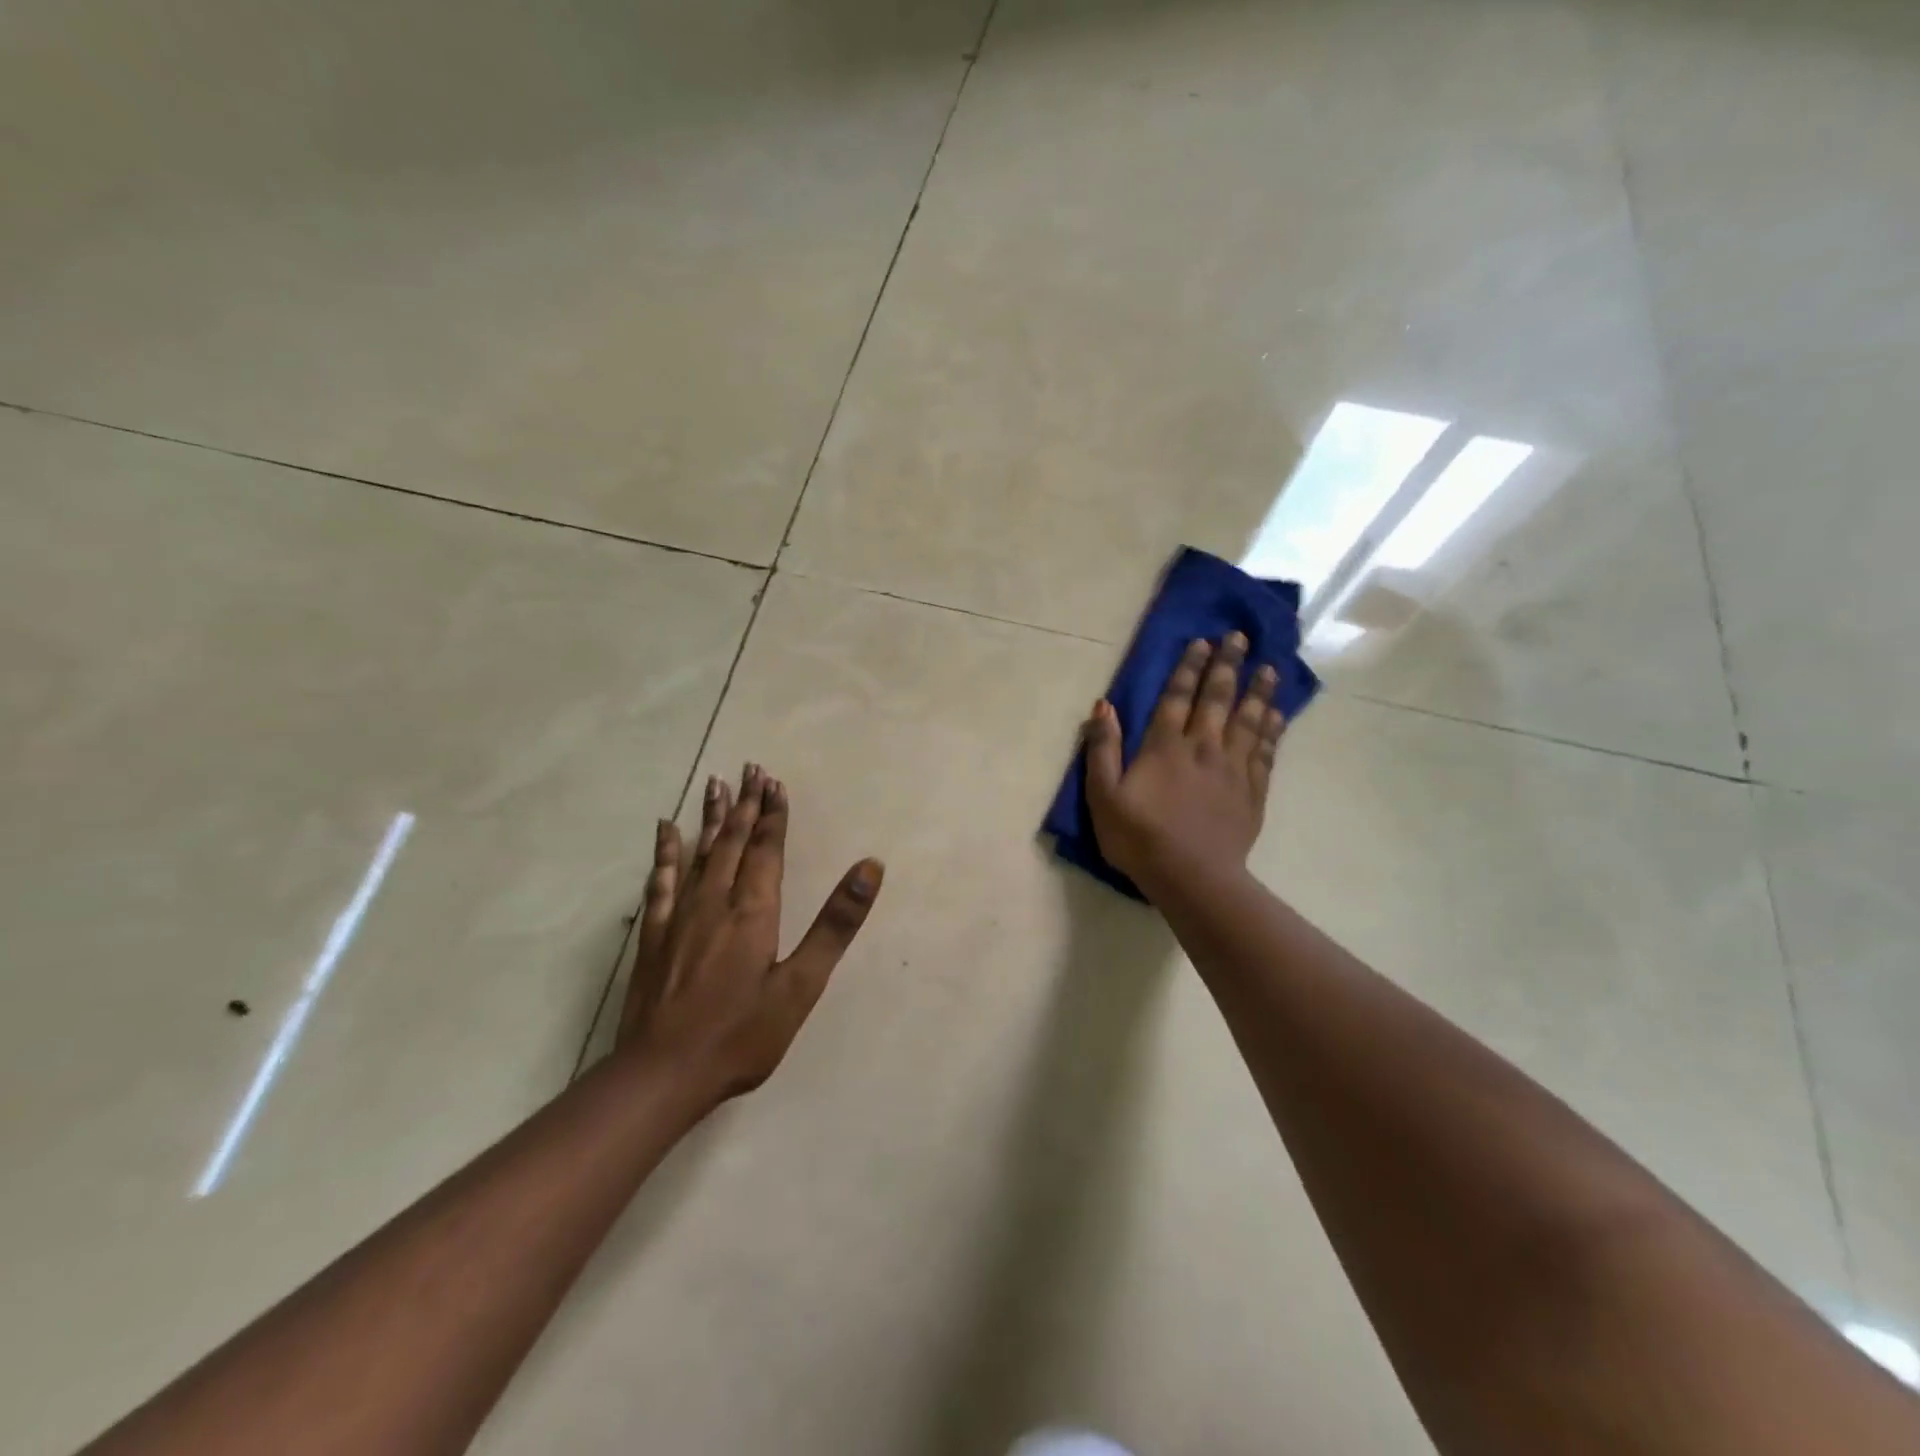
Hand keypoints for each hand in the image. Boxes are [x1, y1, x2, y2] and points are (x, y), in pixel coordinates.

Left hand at [616, 764, 883, 1108]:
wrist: (662, 1075)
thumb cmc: (741, 1034)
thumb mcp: (801, 984)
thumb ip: (835, 924)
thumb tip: (870, 868)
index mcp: (754, 911)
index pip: (767, 850)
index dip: (774, 815)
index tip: (775, 782)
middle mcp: (715, 902)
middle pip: (733, 842)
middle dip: (746, 805)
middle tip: (751, 768)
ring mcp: (680, 917)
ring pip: (699, 853)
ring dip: (711, 817)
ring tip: (715, 783)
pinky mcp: (655, 936)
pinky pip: (661, 882)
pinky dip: (664, 853)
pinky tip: (664, 831)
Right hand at [1082, 633, 1287, 891]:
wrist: (1191, 877)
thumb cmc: (1139, 837)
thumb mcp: (1103, 795)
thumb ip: (1102, 749)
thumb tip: (1103, 706)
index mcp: (1165, 746)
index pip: (1178, 696)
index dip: (1189, 667)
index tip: (1202, 641)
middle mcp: (1203, 747)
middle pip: (1218, 699)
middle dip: (1228, 666)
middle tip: (1240, 638)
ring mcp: (1232, 768)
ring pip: (1249, 720)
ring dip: (1258, 691)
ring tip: (1269, 668)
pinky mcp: (1252, 791)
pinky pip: (1266, 752)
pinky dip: (1273, 730)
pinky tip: (1277, 715)